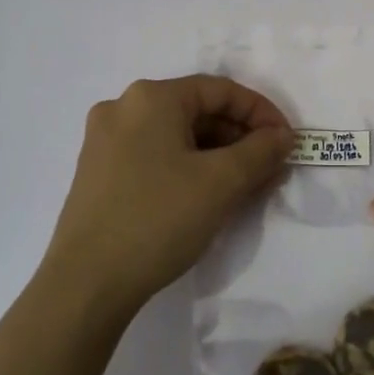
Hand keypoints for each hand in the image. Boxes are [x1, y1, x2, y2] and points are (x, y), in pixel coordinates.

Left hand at [41, 76, 293, 320]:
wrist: (86, 284)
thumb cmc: (158, 219)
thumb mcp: (222, 182)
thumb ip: (261, 150)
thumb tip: (281, 136)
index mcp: (151, 98)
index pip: (221, 90)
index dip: (261, 113)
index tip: (286, 143)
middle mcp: (123, 108)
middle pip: (197, 110)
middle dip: (240, 137)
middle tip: (270, 168)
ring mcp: (105, 141)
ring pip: (177, 136)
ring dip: (217, 155)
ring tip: (245, 186)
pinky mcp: (98, 173)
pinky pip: (156, 156)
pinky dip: (189, 168)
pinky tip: (207, 196)